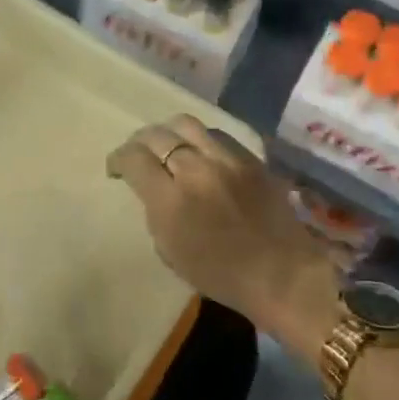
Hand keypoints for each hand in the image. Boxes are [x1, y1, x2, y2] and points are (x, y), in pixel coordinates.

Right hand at [107, 116, 337, 352]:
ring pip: (186, 124)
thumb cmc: (221, 276)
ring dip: (168, 132)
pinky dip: (199, 138)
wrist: (281, 274)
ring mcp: (226, 159)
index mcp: (170, 201)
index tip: (116, 168)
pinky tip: (199, 150)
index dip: (118, 159)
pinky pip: (216, 134)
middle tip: (138, 155)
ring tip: (167, 144)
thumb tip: (152, 187)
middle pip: (157, 135)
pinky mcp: (250, 157)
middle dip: (140, 143)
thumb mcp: (171, 251)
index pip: (134, 159)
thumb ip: (155, 211)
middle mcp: (195, 170)